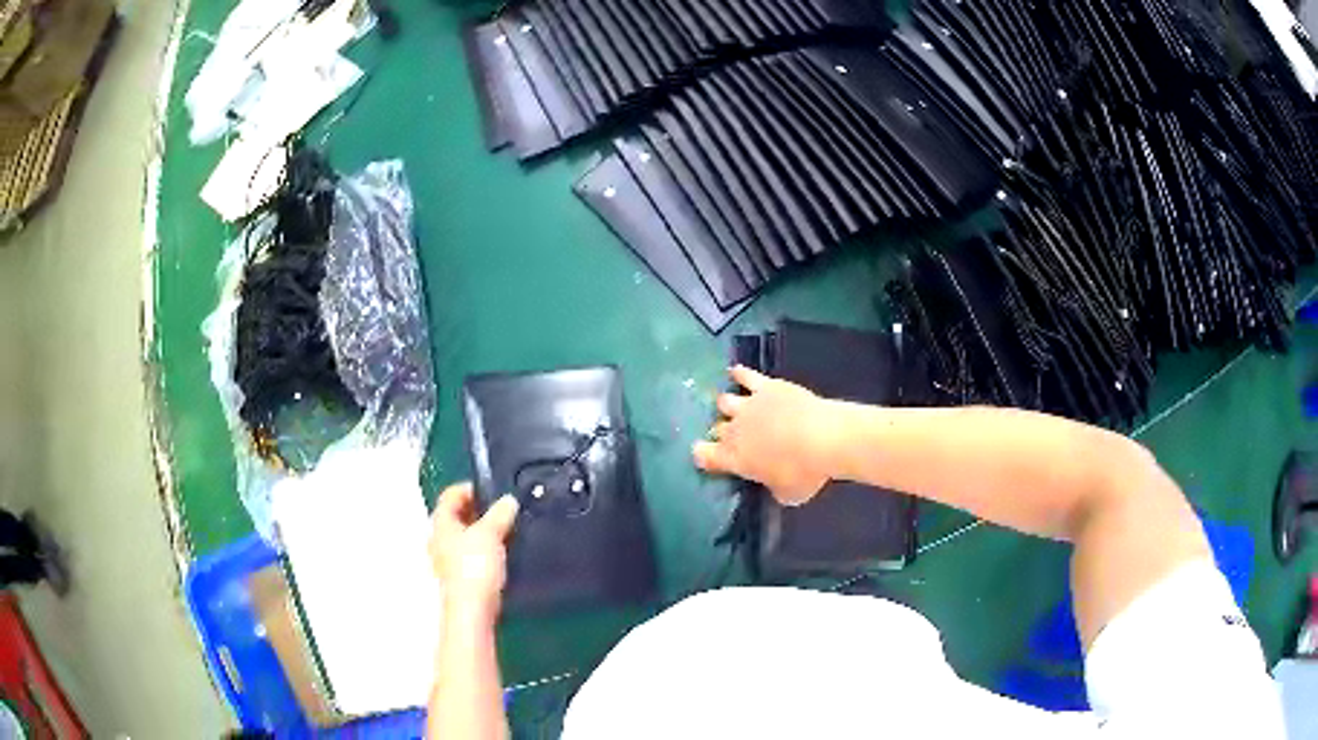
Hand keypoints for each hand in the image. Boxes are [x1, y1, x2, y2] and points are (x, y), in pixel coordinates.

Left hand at [429, 482, 518, 625]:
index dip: (470, 487)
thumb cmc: (475, 566)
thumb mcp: (490, 534)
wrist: (473, 610)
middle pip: (457, 515)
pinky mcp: (460, 576)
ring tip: (507, 528)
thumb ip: (500, 514)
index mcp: (441, 523)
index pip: (450, 495)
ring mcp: (448, 559)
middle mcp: (439, 539)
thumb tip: (508, 500)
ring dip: (483, 530)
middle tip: (503, 508)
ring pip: (465, 536)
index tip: (493, 489)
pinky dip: (485, 548)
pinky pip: (472, 553)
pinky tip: (503, 552)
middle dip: (479, 509)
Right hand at [693, 366, 840, 505]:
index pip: (704, 455)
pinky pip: (746, 376)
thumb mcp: (788, 494)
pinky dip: (739, 374)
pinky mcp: (767, 386)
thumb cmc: (805, 473)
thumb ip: (773, 488)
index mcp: (734, 459)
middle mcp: (734, 430)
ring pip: (725, 401)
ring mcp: (749, 405)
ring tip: (730, 407)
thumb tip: (773, 484)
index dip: (703, 455)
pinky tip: (735, 372)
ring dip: (727, 406)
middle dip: (721, 433)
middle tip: (731, 437)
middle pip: (717, 429)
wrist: (823, 438)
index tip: (705, 456)